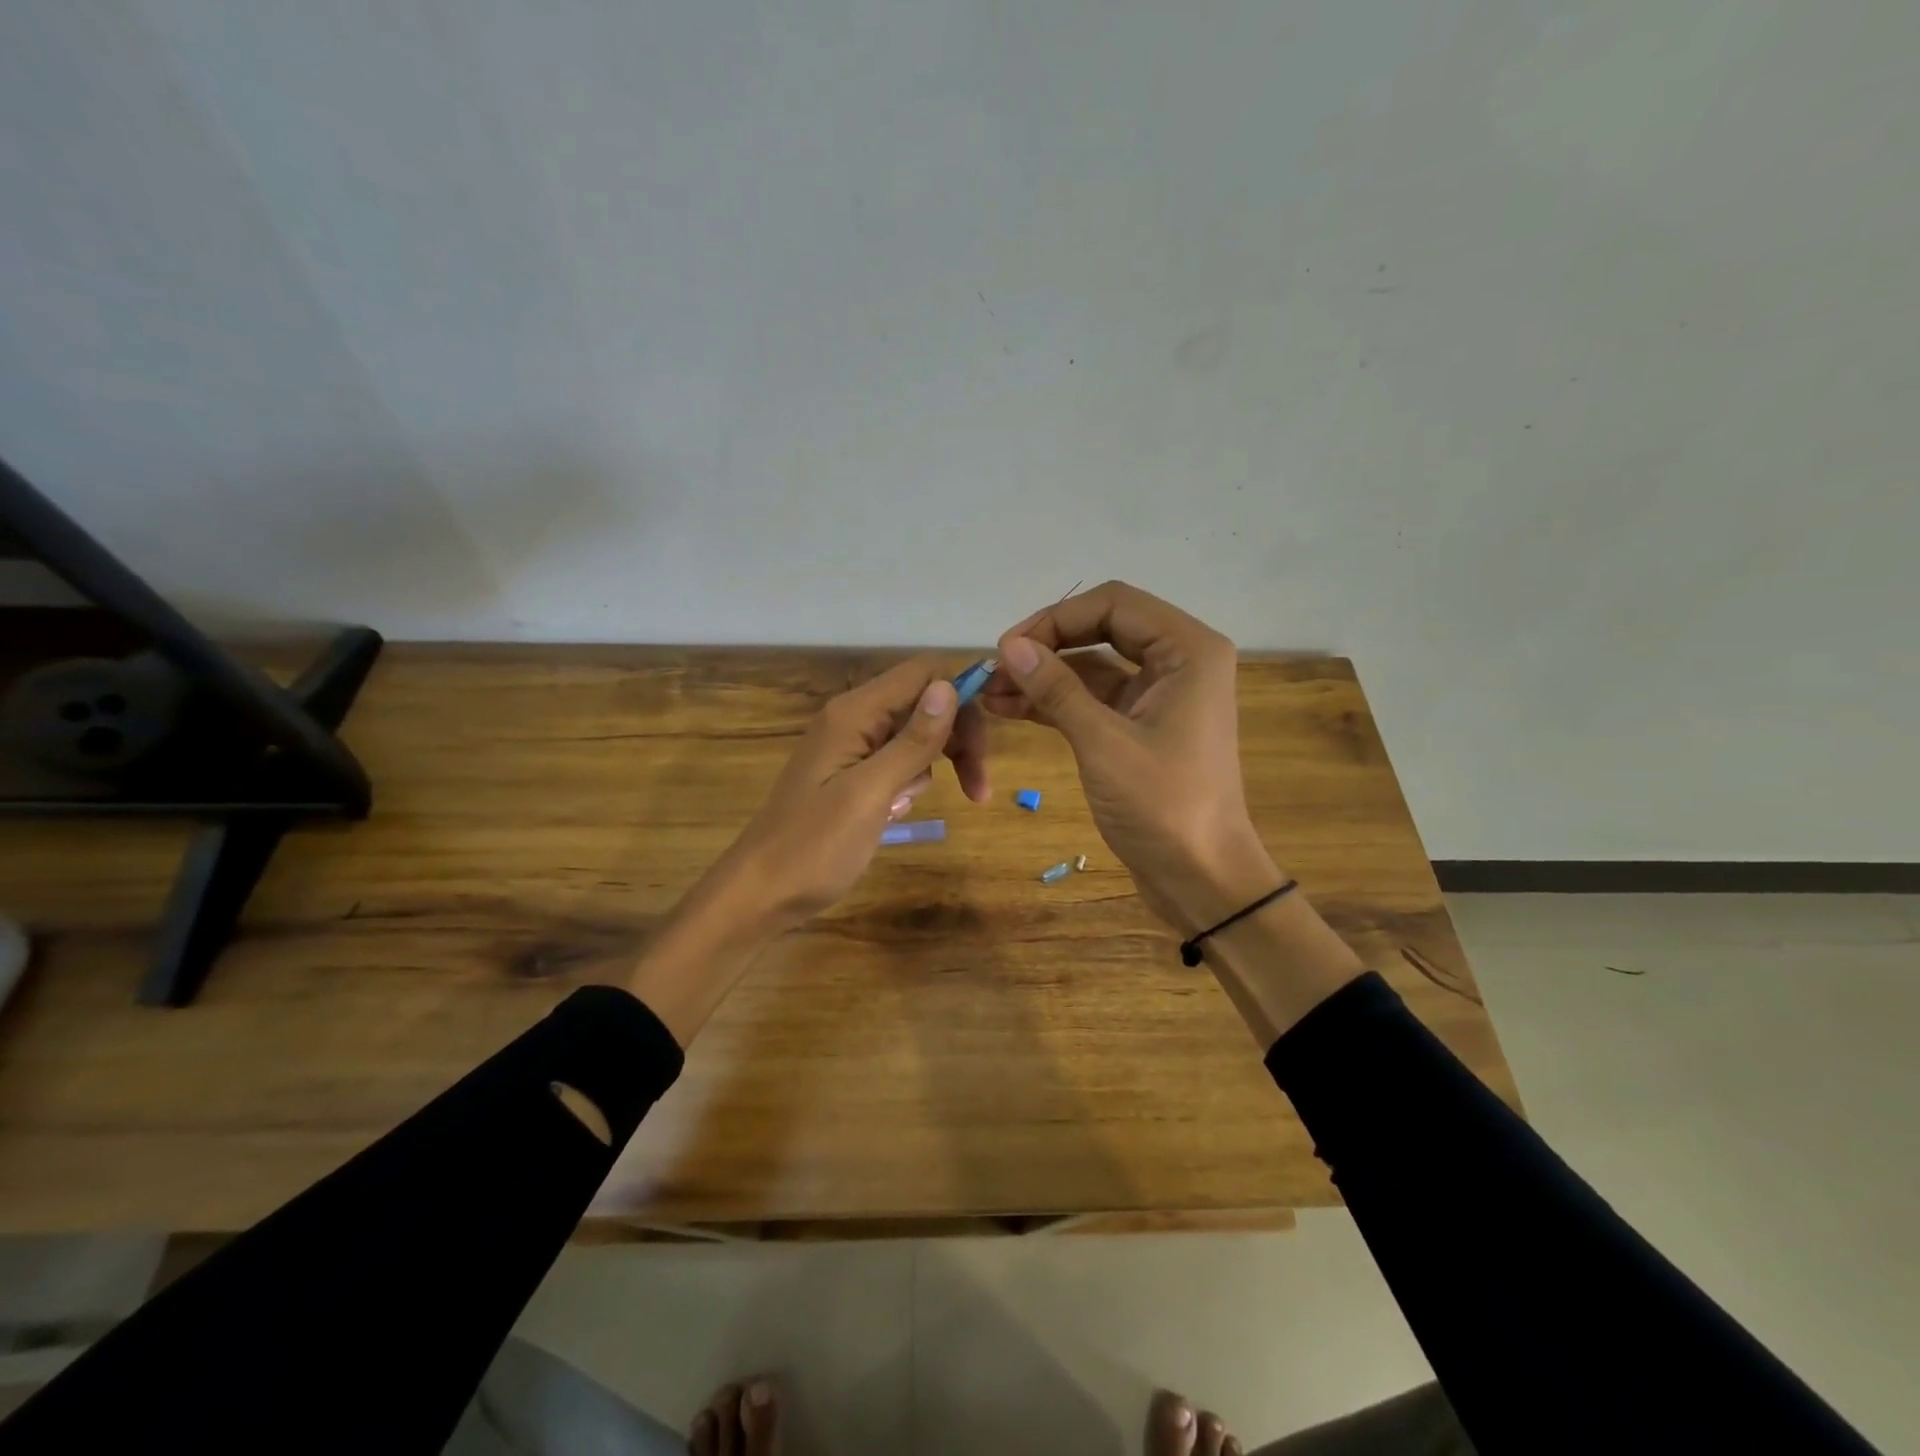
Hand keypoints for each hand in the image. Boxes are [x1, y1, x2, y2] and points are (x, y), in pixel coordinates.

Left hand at [716, 655, 986, 927]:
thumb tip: (949, 686)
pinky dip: (907, 783)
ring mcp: (849, 746)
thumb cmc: (814, 847)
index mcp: (854, 713)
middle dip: (957, 739)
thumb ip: (912, 740)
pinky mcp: (849, 773)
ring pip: (914, 735)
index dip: (962, 699)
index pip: (923, 674)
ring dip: (931, 767)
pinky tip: (893, 813)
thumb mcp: (871, 793)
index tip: (985, 746)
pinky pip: (894, 762)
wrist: (760, 893)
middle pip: (924, 704)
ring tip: (906, 808)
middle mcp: (852, 718)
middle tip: (978, 790)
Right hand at [982, 581, 1279, 930]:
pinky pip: (1094, 698)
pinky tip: (1010, 709)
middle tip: (997, 667)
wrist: (1202, 878)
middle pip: (1102, 628)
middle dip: (1047, 646)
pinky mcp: (1141, 724)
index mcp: (1188, 650)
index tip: (1008, 647)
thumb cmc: (1163, 807)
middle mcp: (1178, 660)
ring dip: (1044, 676)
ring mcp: (1159, 694)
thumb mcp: (1103, 743)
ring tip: (990, 692)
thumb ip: (1057, 689)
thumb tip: (1009, 646)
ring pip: (1093, 666)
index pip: (1114, 604)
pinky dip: (1056, 702)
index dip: (1056, 618)